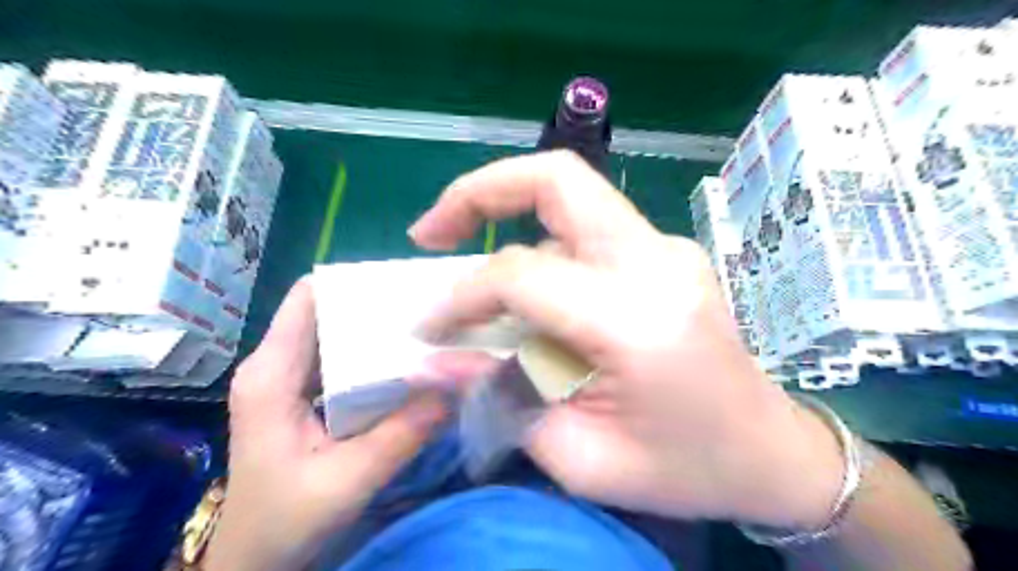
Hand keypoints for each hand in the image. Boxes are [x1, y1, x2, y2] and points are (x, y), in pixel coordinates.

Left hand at [205, 281, 446, 569]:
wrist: (254, 559)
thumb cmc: (286, 521)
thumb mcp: (350, 480)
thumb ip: (404, 432)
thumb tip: (455, 383)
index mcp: (271, 374)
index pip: (307, 297)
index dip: (352, 281)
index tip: (402, 284)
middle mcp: (273, 364)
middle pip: (324, 309)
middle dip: (373, 304)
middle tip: (427, 307)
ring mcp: (285, 378)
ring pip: (332, 331)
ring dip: (374, 329)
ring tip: (423, 327)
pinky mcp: (298, 393)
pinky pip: (336, 357)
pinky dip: (369, 354)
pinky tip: (403, 362)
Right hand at [408, 149, 847, 531]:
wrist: (771, 452)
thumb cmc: (684, 469)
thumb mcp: (581, 457)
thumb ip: (501, 399)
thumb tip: (434, 360)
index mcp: (637, 318)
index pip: (521, 274)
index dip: (460, 297)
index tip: (428, 327)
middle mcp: (656, 261)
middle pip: (556, 179)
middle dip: (478, 191)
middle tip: (430, 233)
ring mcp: (667, 248)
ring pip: (569, 196)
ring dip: (508, 220)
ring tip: (477, 282)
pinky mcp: (665, 251)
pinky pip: (587, 229)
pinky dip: (541, 245)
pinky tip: (532, 295)